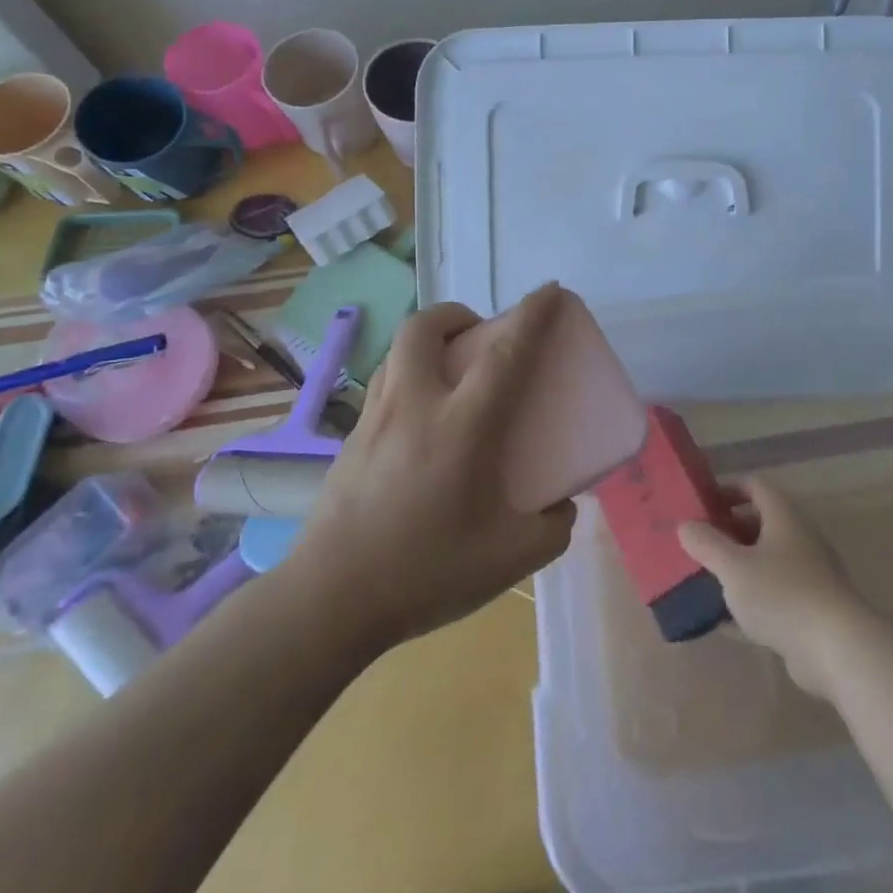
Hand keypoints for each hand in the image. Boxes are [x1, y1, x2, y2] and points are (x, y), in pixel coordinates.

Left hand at [288, 285, 577, 648]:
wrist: (331, 600)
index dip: (532, 315)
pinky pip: (383, 386)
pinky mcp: (349, 441)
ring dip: (428, 343)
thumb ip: (552, 527)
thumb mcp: (512, 557)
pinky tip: (421, 422)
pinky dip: (408, 378)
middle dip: (458, 314)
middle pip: (426, 328)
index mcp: (461, 426)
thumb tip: (561, 506)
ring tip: (452, 372)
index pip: (505, 352)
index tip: (551, 291)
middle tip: (482, 336)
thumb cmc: (427, 571)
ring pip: (397, 352)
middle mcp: (415, 406)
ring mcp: (374, 420)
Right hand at [677, 480, 877, 701]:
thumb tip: (685, 525)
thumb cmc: (782, 595)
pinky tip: (726, 622)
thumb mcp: (734, 567)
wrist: (838, 649)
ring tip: (706, 580)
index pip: (755, 486)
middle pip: (760, 523)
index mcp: (784, 517)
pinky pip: (774, 595)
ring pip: (766, 562)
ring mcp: (808, 575)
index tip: (702, 503)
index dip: (728, 489)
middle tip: (698, 544)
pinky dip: (751, 601)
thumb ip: (706, 544)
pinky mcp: (811, 609)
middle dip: (728, 531)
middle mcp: (799, 539)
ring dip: (738, 568)